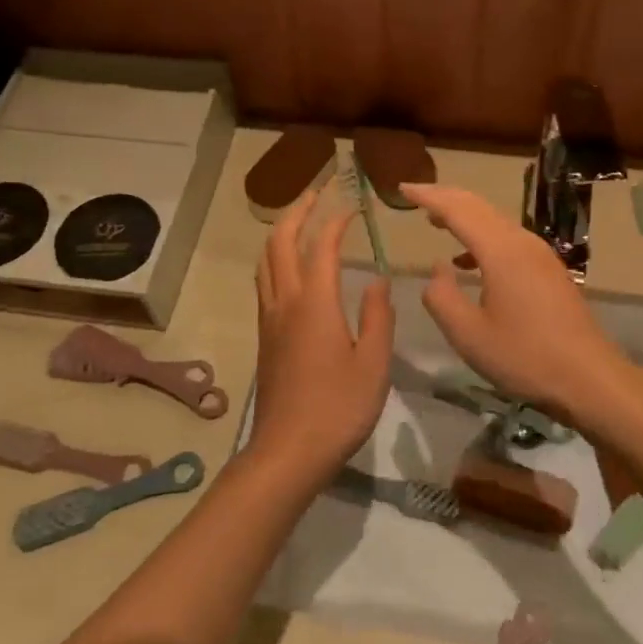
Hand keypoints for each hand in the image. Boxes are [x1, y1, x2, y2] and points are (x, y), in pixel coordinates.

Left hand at [249, 191, 395, 486]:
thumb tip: (378, 280)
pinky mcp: (264, 336)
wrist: (288, 451)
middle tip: (316, 192)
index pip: (322, 247)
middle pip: (280, 242)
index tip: (353, 205)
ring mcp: (269, 319)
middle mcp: (285, 302)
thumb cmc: (339, 408)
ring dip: (281, 232)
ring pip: (266, 260)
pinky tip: (290, 267)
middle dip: (297, 211)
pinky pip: (264, 281)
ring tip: (300, 219)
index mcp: (315, 303)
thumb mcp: (374, 363)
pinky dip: (275, 258)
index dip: (336, 221)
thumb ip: (378, 316)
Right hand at [400, 183, 634, 419]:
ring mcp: (540, 254)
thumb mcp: (469, 335)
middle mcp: (522, 242)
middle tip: (415, 195)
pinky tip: (467, 261)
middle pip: (478, 206)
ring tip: (436, 221)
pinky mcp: (548, 270)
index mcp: (501, 252)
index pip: (457, 210)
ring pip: (495, 220)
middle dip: (445, 197)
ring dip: (464, 215)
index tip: (402, 188)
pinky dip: (481, 237)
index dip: (428, 197)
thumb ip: (441, 297)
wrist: (589, 378)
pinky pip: (507, 238)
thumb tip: (437, 269)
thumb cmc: (524, 357)